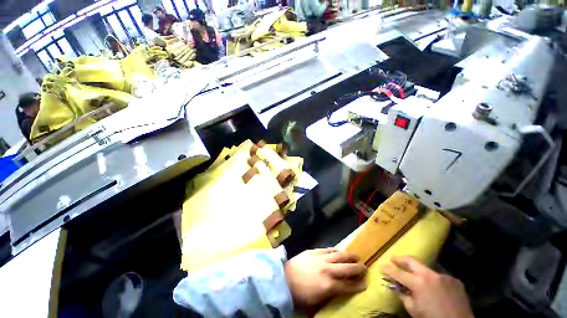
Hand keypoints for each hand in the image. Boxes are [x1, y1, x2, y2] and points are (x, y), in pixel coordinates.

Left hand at [284, 248, 365, 309]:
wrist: (284, 279)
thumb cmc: (299, 294)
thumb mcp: (316, 302)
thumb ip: (330, 296)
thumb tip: (339, 292)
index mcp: (329, 286)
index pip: (348, 286)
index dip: (358, 285)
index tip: (365, 283)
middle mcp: (328, 270)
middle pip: (347, 268)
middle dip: (357, 268)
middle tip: (364, 267)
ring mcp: (321, 258)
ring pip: (339, 255)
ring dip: (349, 255)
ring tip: (356, 255)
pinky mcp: (314, 251)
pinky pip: (327, 249)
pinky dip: (335, 250)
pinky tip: (339, 250)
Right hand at [381, 256, 473, 317]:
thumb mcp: (414, 310)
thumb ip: (403, 295)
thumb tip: (396, 286)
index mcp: (418, 283)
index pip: (398, 272)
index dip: (388, 269)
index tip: (381, 265)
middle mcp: (430, 274)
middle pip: (411, 261)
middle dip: (400, 259)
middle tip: (393, 259)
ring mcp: (443, 276)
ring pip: (426, 269)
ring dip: (419, 272)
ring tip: (417, 280)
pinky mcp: (454, 279)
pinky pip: (439, 277)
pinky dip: (434, 281)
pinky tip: (436, 290)